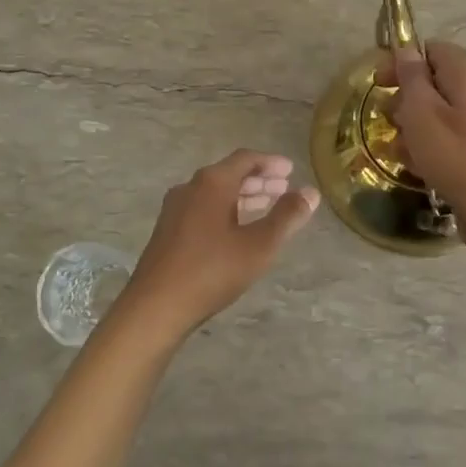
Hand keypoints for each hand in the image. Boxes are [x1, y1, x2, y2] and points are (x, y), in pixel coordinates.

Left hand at [117, 150, 319, 341]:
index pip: (245, 159)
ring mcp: (175, 209)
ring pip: (215, 192)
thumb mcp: (259, 245)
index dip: (270, 162)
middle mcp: (190, 188)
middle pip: (229, 174)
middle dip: (258, 180)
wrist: (155, 307)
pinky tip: (237, 229)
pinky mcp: (168, 230)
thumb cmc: (212, 271)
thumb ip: (287, 217)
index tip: (291, 170)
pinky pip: (203, 207)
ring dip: (242, 196)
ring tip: (266, 206)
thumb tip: (310, 192)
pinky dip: (226, 209)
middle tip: (283, 188)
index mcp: (212, 183)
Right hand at [378, 42, 465, 243]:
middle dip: (404, 99)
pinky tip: (414, 165)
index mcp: (465, 72)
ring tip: (399, 148)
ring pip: (434, 112)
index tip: (379, 84)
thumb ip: (411, 75)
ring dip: (410, 126)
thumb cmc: (450, 152)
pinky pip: (444, 136)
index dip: (401, 63)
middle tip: (389, 119)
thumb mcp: (420, 109)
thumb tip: (405, 49)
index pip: (429, 50)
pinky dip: (426, 145)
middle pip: (430, 82)